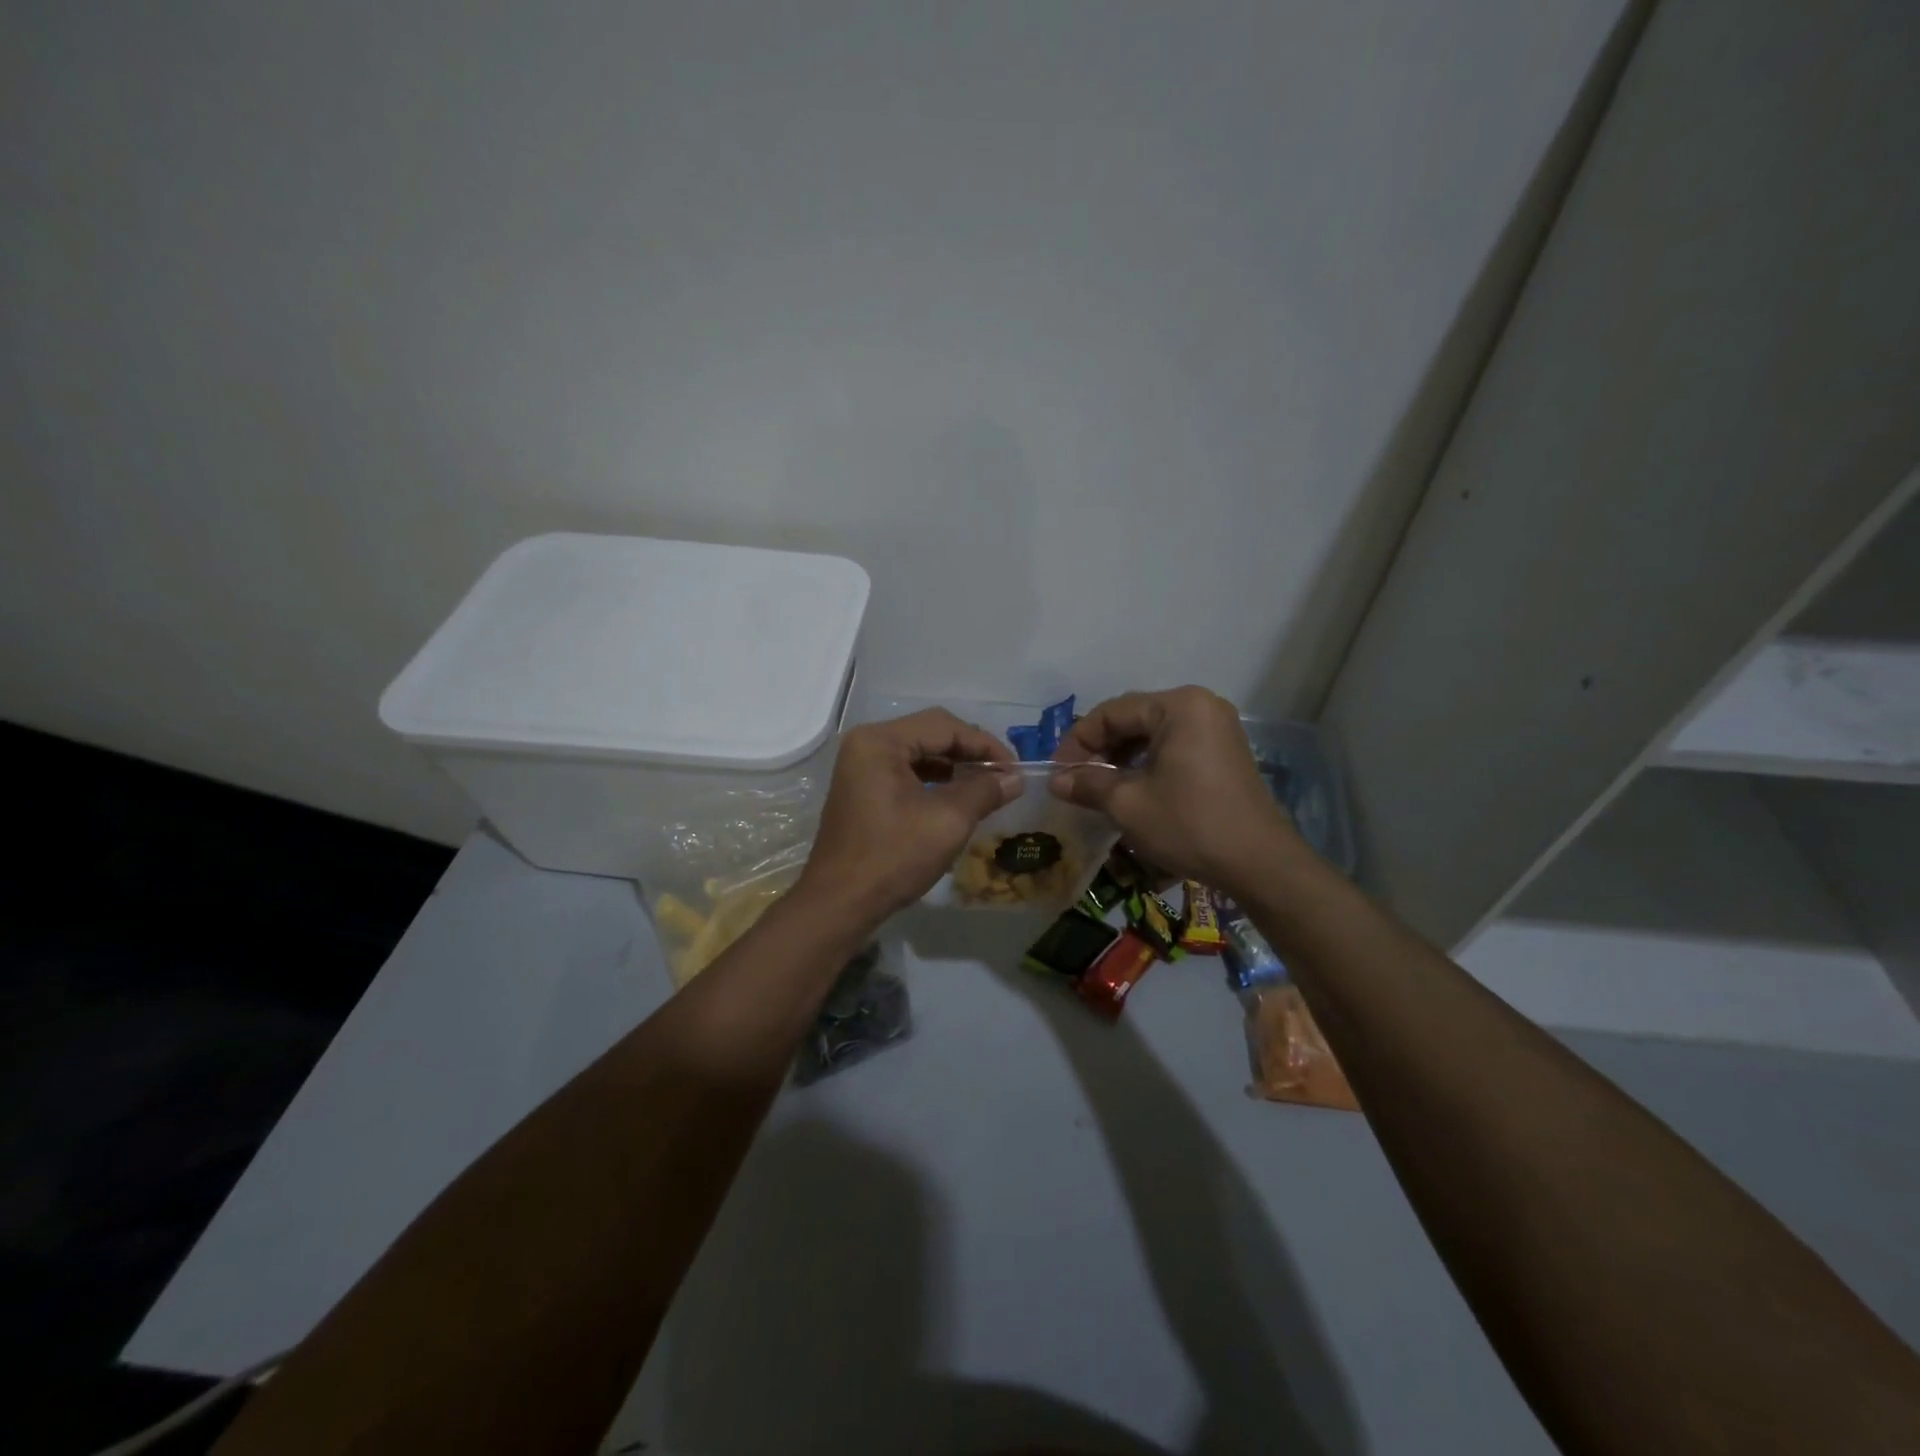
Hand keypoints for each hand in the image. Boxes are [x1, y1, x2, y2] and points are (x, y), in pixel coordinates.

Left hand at [798, 709, 1019, 923]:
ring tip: (987, 787)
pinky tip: (958, 798)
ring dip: (955, 767)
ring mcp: (861, 768)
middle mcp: (867, 745)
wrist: (840, 903)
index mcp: (880, 741)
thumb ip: (984, 791)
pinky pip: (906, 773)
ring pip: (919, 754)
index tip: (1015, 769)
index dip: (985, 745)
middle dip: (970, 754)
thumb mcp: (948, 821)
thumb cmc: (893, 856)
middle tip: (1004, 776)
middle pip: (930, 734)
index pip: (944, 726)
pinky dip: (935, 781)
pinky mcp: (863, 790)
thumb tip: (1015, 780)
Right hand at [1051, 686, 1294, 889]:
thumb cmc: (1189, 825)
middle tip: (1074, 780)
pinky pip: (1173, 745)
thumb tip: (1055, 782)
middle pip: (1133, 718)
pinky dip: (1147, 762)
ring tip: (1097, 787)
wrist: (1259, 863)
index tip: (1058, 773)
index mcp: (1178, 706)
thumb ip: (1088, 785)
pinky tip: (1130, 787)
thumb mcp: (1129, 804)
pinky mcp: (1223, 750)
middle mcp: (1200, 705)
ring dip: (1121, 757)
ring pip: (1152, 733)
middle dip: (1099, 749)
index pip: (1112, 712)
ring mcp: (1216, 727)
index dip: (1079, 742)